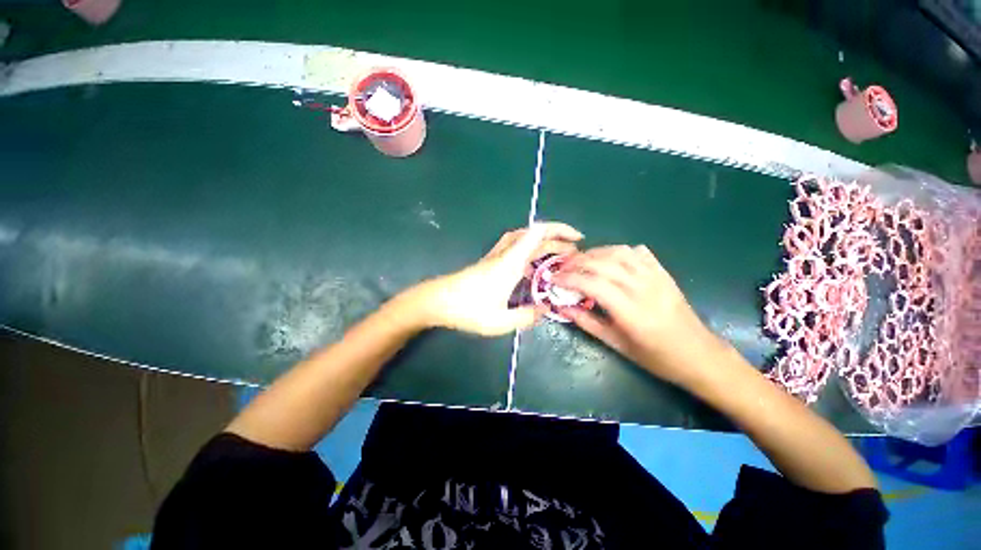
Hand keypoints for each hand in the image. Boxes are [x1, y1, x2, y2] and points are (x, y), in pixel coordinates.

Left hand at [405, 222, 583, 335]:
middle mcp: (504, 255)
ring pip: (522, 239)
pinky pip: (514, 249)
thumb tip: (544, 309)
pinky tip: (532, 269)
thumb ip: (526, 317)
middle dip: (556, 238)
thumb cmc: (467, 309)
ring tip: (556, 256)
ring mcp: (495, 257)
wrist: (436, 301)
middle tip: (573, 251)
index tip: (577, 239)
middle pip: (533, 234)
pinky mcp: (489, 263)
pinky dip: (529, 252)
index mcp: (510, 263)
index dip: (559, 230)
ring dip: (542, 242)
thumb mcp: (500, 321)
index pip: (537, 234)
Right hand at [553, 245, 720, 384]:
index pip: (592, 283)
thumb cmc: (655, 357)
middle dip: (576, 262)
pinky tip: (608, 260)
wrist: (699, 355)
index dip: (568, 278)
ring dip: (594, 253)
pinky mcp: (663, 273)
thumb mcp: (616, 344)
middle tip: (561, 269)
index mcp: (631, 311)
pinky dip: (617, 251)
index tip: (552, 279)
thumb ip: (587, 322)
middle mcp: (643, 288)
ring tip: (579, 261)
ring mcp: (656, 277)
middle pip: (603, 263)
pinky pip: (638, 252)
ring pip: (619, 252)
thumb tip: (562, 307)